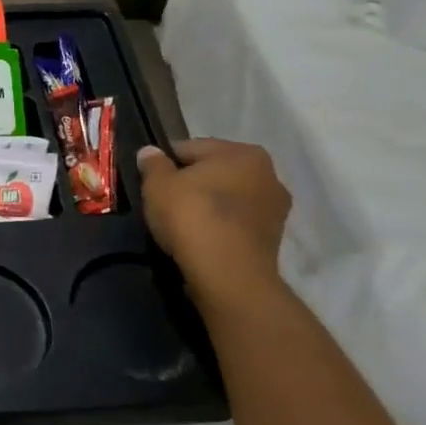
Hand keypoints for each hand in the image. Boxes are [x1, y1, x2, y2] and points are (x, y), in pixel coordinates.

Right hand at [137, 138, 290, 298]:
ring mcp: (275, 210)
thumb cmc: (193, 217)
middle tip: (164, 203)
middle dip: (192, 184)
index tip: (150, 181)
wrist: (228, 275)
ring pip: (228, 200)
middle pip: (215, 173)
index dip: (166, 164)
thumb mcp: (158, 185)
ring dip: (207, 207)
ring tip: (181, 225)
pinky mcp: (273, 240)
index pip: (192, 149)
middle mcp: (268, 174)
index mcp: (243, 152)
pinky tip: (200, 240)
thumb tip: (149, 152)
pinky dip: (219, 228)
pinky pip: (236, 225)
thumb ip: (153, 164)